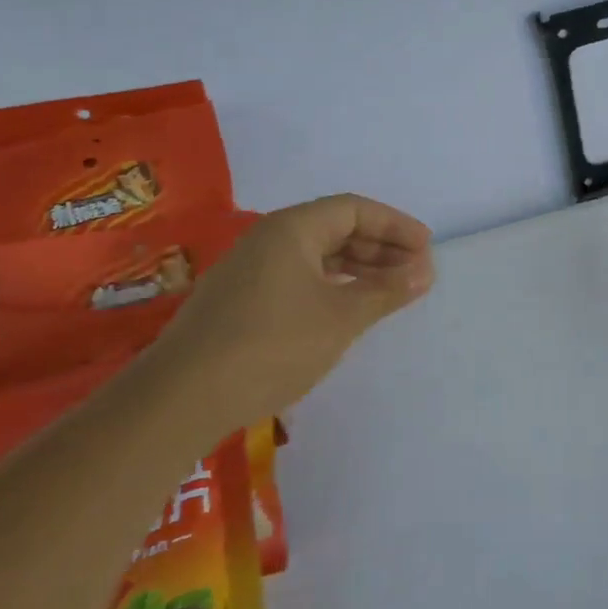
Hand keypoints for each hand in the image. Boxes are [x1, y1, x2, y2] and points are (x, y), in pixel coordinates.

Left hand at [142, 194, 434, 425]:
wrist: (180, 400)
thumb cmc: (273, 345)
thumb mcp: (342, 317)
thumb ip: (387, 290)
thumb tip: (425, 272)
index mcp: (292, 229)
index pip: (354, 209)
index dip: (395, 225)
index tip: (427, 248)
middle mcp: (268, 240)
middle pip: (335, 229)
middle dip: (380, 247)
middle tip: (415, 272)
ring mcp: (250, 271)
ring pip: (317, 256)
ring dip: (358, 269)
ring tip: (390, 291)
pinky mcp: (240, 302)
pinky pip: (299, 278)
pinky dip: (332, 286)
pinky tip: (348, 308)